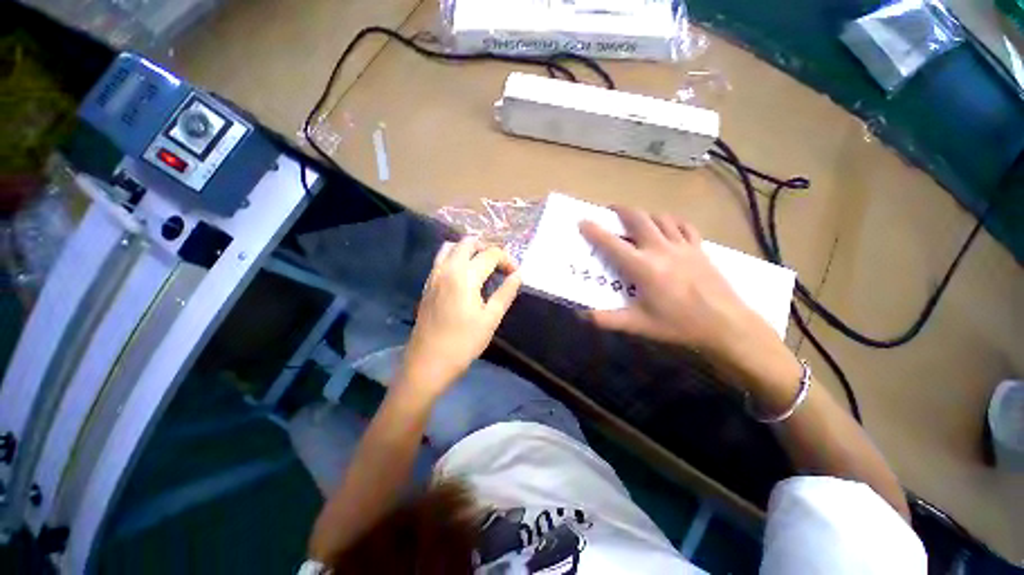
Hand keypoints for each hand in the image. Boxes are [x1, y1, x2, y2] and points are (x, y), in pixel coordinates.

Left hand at [400, 238, 521, 398]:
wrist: (428, 362)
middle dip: (487, 248)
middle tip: (499, 266)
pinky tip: (464, 275)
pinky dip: (455, 257)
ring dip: (469, 249)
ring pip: (451, 247)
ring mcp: (434, 275)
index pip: (490, 254)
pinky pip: (441, 259)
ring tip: (482, 265)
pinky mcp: (427, 284)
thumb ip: (505, 293)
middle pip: (468, 243)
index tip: (515, 273)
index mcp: (465, 276)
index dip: (507, 260)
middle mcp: (447, 269)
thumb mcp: (491, 319)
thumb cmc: (464, 342)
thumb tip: (518, 275)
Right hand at [579, 207, 792, 383]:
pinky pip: (683, 225)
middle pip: (638, 218)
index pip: (612, 244)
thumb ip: (607, 320)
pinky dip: (671, 221)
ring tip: (636, 219)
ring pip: (660, 217)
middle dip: (621, 210)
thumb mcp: (638, 325)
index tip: (583, 221)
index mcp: (643, 267)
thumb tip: (581, 315)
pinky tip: (667, 226)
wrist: (725, 325)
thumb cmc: (678, 325)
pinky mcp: (698, 248)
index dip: (595, 231)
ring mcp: (682, 246)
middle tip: (610, 210)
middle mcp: (660, 249)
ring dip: (644, 214)